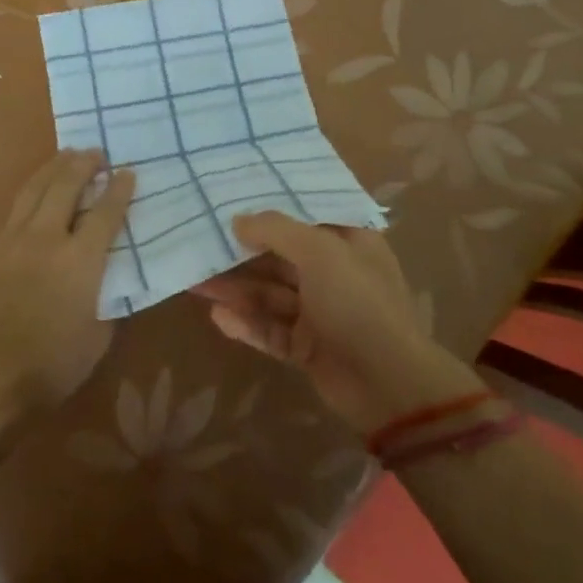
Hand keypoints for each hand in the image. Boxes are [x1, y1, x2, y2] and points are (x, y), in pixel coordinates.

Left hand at [0, 149, 134, 434]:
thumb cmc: (46, 367)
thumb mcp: (96, 340)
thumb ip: (106, 300)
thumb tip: (109, 280)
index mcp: (80, 260)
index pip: (105, 212)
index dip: (119, 190)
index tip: (127, 172)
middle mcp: (45, 237)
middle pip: (66, 186)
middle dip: (84, 164)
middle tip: (95, 152)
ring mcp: (10, 239)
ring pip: (33, 189)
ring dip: (53, 168)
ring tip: (65, 155)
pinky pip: (10, 212)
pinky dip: (27, 195)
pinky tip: (30, 194)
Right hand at [192, 211, 483, 435]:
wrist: (388, 384)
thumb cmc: (358, 302)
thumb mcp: (319, 252)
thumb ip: (276, 230)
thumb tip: (238, 219)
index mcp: (348, 241)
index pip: (305, 215)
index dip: (270, 207)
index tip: (232, 198)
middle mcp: (334, 272)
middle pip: (280, 256)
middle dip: (241, 253)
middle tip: (201, 243)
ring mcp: (321, 312)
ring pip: (270, 294)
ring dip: (236, 289)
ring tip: (195, 282)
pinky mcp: (308, 347)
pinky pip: (271, 330)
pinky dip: (247, 324)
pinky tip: (218, 317)